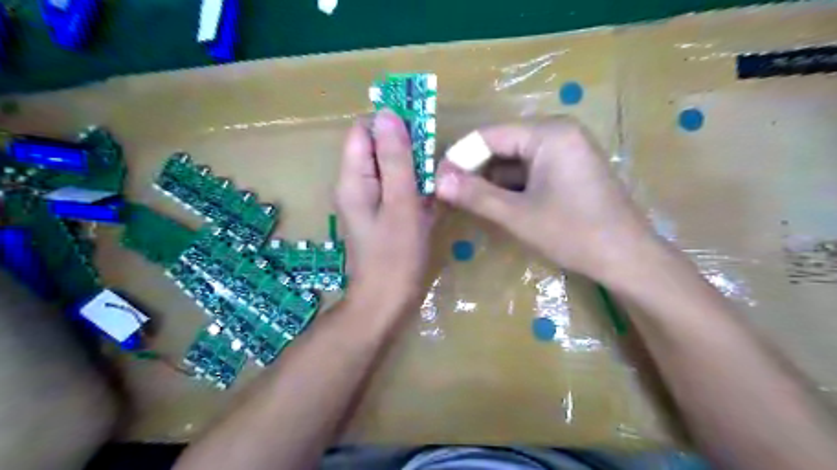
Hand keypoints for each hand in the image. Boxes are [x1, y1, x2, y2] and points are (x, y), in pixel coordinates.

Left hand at [336, 111, 434, 315]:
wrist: (387, 302)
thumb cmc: (396, 256)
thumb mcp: (400, 203)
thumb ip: (396, 159)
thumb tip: (388, 114)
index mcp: (353, 178)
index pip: (364, 131)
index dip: (391, 124)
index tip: (421, 132)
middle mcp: (356, 185)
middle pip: (378, 149)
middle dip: (407, 149)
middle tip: (433, 164)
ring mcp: (369, 201)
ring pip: (392, 169)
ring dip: (415, 170)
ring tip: (434, 185)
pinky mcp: (382, 214)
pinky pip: (398, 190)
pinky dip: (415, 189)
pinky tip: (430, 202)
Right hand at [439, 117, 661, 285]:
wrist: (627, 259)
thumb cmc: (573, 233)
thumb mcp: (518, 215)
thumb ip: (475, 195)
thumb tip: (436, 181)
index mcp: (548, 133)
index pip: (489, 135)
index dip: (459, 157)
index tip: (437, 181)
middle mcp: (558, 132)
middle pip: (502, 145)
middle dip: (474, 170)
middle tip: (448, 194)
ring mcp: (566, 150)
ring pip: (514, 159)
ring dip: (491, 180)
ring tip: (466, 202)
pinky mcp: (569, 168)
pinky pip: (530, 170)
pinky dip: (510, 186)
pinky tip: (495, 203)